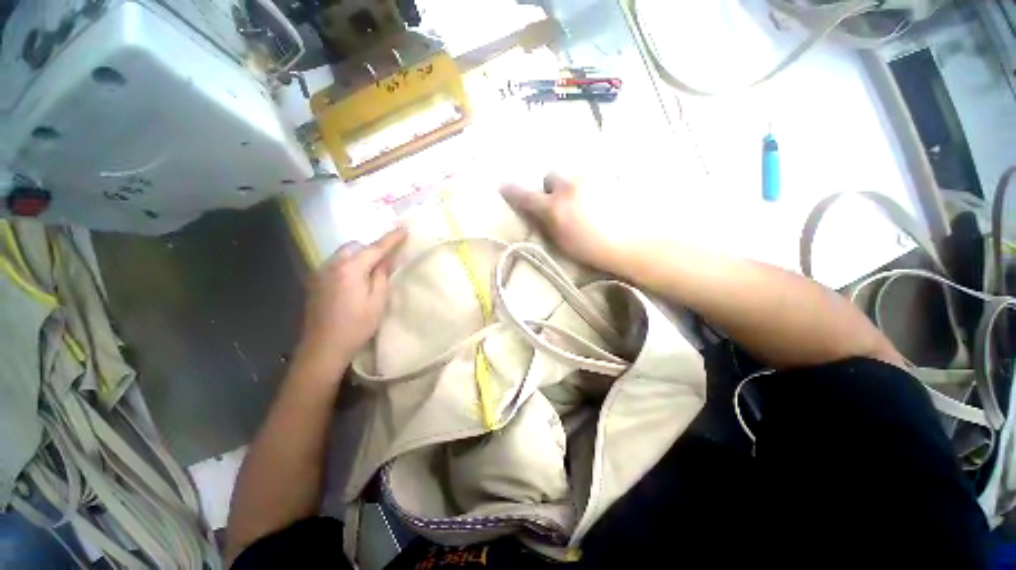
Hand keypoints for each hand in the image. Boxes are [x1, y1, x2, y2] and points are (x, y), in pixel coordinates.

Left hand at [296, 228, 407, 371]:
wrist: (323, 348)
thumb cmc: (356, 326)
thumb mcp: (377, 302)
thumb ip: (381, 276)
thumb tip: (384, 260)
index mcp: (350, 269)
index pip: (375, 248)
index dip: (391, 238)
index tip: (404, 229)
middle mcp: (332, 265)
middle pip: (354, 247)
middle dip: (371, 248)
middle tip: (386, 259)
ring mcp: (320, 274)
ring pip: (343, 255)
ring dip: (359, 257)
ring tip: (371, 271)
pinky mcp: (315, 283)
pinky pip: (335, 265)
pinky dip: (348, 266)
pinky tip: (354, 282)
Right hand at [501, 174, 643, 275]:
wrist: (636, 242)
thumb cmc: (595, 250)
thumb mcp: (562, 243)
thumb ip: (546, 224)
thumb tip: (537, 213)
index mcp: (555, 207)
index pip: (526, 196)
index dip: (512, 191)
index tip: (503, 186)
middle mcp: (569, 186)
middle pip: (551, 175)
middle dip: (551, 186)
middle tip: (560, 202)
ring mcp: (591, 177)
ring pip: (573, 174)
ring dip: (572, 185)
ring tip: (584, 203)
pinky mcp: (609, 176)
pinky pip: (592, 176)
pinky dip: (590, 185)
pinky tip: (601, 200)